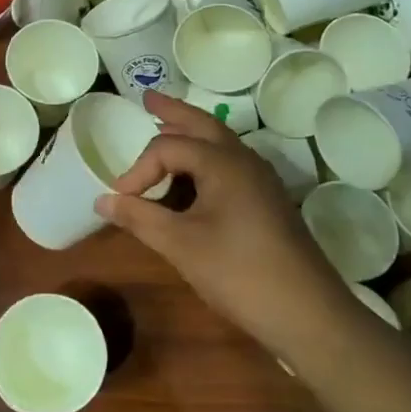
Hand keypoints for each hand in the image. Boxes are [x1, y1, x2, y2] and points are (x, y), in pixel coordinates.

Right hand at [98, 92, 348, 355]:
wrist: (308, 313)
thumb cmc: (239, 273)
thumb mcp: (181, 245)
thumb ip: (140, 218)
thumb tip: (102, 199)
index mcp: (223, 163)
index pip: (168, 147)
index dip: (138, 169)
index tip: (120, 198)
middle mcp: (245, 161)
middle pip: (203, 124)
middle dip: (174, 111)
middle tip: (148, 98)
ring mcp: (261, 181)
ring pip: (221, 143)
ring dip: (192, 132)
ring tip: (167, 127)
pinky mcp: (268, 201)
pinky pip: (231, 164)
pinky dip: (206, 157)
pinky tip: (195, 176)